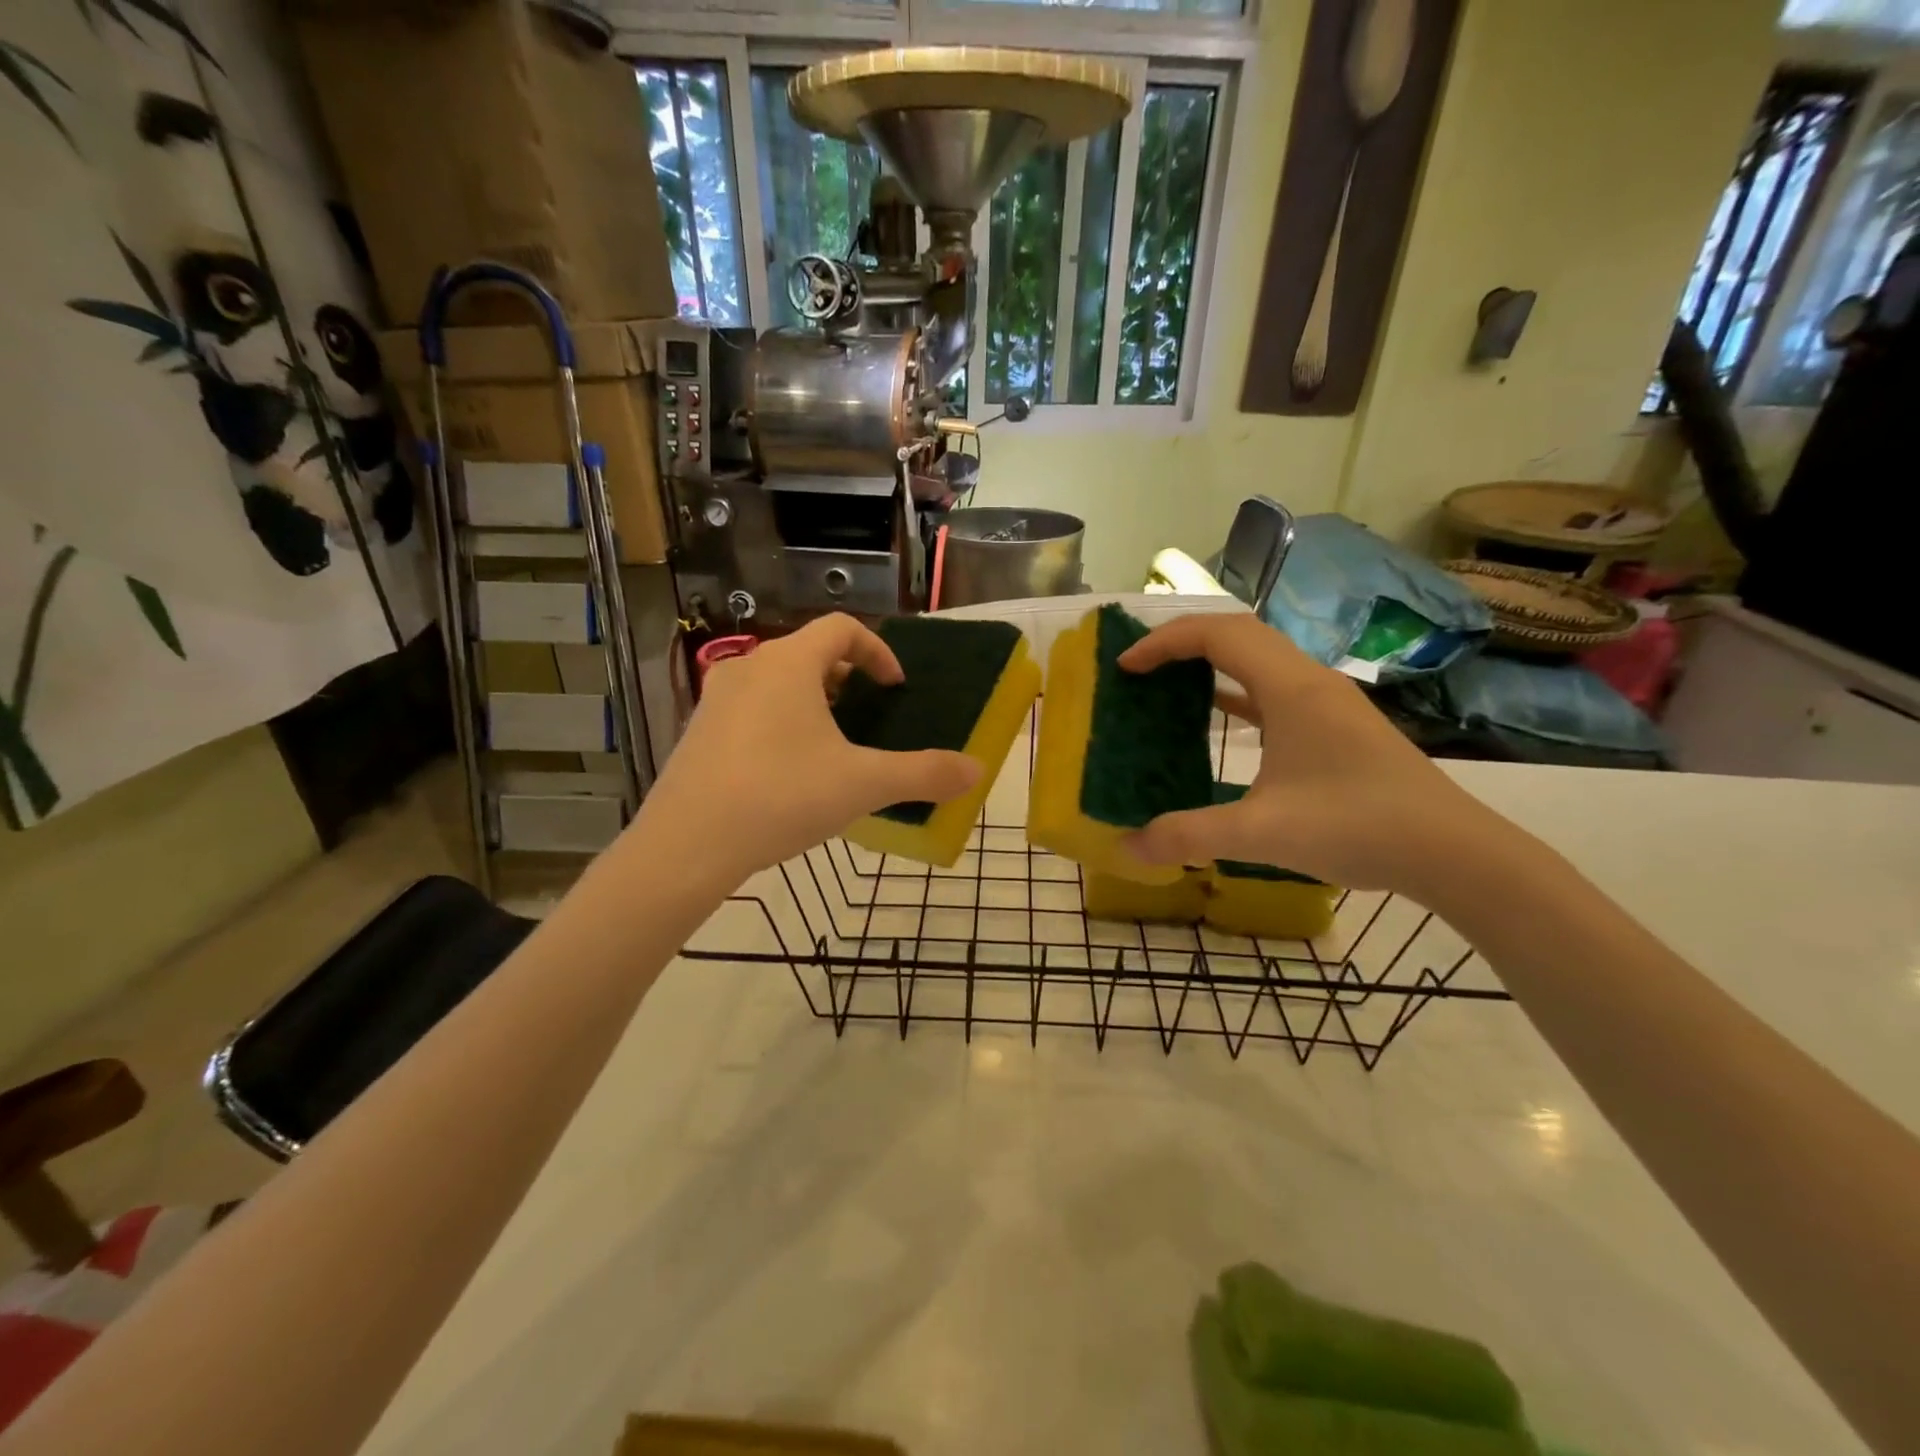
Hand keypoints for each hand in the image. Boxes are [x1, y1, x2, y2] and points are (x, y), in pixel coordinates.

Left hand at [633, 614, 980, 879]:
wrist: (686, 845)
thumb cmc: (782, 797)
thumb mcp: (863, 785)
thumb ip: (923, 773)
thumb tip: (977, 771)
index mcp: (789, 664)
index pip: (841, 628)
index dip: (877, 651)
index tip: (894, 687)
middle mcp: (749, 668)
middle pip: (808, 653)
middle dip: (846, 679)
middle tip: (867, 716)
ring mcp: (716, 699)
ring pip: (776, 682)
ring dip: (811, 702)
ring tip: (832, 746)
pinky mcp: (697, 732)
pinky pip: (750, 710)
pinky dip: (779, 723)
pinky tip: (788, 773)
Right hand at [1118, 613, 1503, 892]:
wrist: (1453, 852)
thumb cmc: (1358, 827)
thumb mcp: (1263, 834)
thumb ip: (1190, 835)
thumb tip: (1128, 845)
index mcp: (1291, 688)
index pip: (1218, 634)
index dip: (1164, 642)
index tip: (1126, 667)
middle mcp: (1309, 681)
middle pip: (1237, 634)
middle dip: (1182, 643)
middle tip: (1140, 669)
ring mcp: (1326, 702)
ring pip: (1258, 659)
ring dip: (1210, 663)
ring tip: (1168, 685)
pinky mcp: (1334, 726)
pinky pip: (1273, 689)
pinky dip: (1235, 692)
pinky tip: (1217, 717)